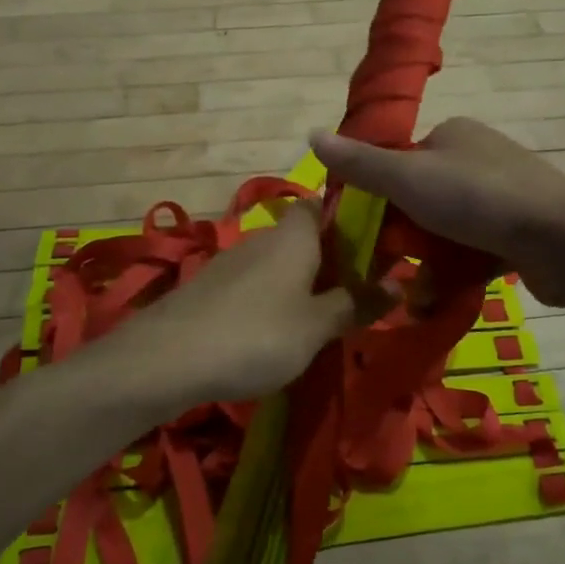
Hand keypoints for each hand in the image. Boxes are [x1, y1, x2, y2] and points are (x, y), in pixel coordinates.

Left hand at [84, 199, 382, 417]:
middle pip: (303, 236)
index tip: (375, 241)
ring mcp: (232, 262)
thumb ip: (356, 303)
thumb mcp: (316, 327)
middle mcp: (262, 239)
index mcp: (294, 236)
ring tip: (324, 316)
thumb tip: (399, 284)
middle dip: (329, 258)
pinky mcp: (210, 288)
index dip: (348, 216)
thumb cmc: (255, 335)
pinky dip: (273, 298)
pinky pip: (255, 284)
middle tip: (359, 290)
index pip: (323, 204)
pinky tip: (277, 331)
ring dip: (301, 282)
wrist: (165, 359)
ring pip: (278, 262)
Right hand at [310, 119, 564, 304]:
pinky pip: (474, 248)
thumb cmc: (479, 200)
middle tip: (389, 269)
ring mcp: (503, 195)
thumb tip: (311, 135)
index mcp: (452, 134)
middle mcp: (477, 157)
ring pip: (447, 229)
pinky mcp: (519, 230)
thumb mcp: (408, 179)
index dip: (377, 196)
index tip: (364, 232)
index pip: (399, 162)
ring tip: (414, 294)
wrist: (564, 240)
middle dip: (405, 237)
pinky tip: (443, 296)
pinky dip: (457, 270)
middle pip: (421, 198)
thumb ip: (360, 163)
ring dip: (429, 261)